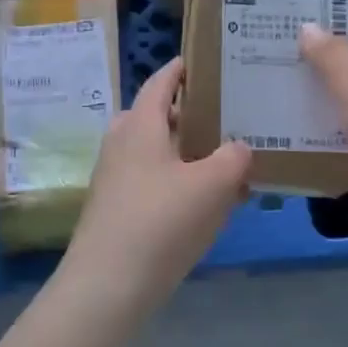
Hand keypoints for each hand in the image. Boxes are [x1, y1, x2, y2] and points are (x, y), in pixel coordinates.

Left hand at [63, 57, 251, 299]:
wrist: (107, 285)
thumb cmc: (161, 222)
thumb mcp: (212, 185)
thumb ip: (234, 159)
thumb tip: (239, 147)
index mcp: (139, 124)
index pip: (161, 82)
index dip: (182, 69)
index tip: (206, 61)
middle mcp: (121, 144)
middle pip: (157, 117)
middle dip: (190, 114)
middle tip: (227, 116)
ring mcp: (115, 178)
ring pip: (156, 152)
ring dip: (188, 153)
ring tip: (226, 161)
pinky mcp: (116, 210)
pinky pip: (153, 182)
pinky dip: (179, 182)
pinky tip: (207, 203)